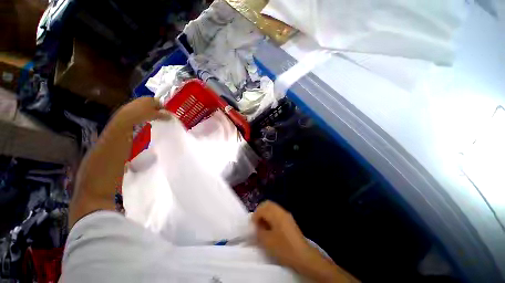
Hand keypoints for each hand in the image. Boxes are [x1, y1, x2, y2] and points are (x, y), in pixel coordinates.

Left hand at [114, 97, 172, 126]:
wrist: (125, 118)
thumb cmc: (143, 114)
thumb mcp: (156, 115)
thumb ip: (164, 116)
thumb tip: (171, 117)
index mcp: (150, 98)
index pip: (161, 102)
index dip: (165, 108)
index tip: (168, 114)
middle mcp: (143, 98)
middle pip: (154, 105)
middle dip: (158, 110)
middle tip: (162, 117)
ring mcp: (136, 102)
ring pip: (147, 108)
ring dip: (151, 112)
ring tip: (154, 119)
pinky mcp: (131, 107)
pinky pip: (141, 110)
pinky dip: (145, 114)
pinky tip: (145, 119)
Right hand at [252, 201, 313, 267]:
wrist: (303, 256)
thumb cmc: (284, 248)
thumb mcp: (267, 242)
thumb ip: (259, 231)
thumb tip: (256, 226)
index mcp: (276, 214)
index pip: (261, 209)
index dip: (255, 216)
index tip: (252, 226)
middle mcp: (281, 211)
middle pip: (267, 204)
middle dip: (260, 212)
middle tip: (256, 223)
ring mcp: (286, 215)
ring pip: (272, 208)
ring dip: (265, 214)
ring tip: (263, 226)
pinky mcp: (289, 220)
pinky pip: (277, 213)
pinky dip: (271, 217)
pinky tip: (270, 228)